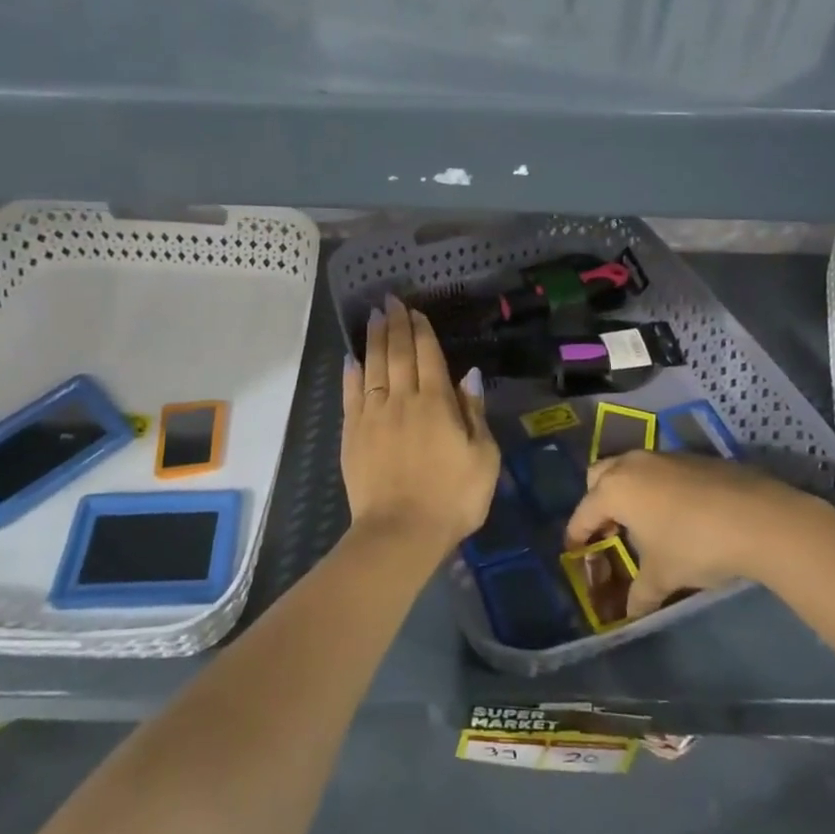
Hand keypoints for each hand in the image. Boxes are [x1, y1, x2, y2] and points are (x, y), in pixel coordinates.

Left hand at [341, 296, 499, 550]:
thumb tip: (469, 374)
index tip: (415, 311)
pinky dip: (351, 373)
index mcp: (437, 404)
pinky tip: (351, 358)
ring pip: (373, 366)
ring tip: (373, 317)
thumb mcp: (483, 458)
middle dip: (395, 324)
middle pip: (398, 353)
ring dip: (374, 339)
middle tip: (389, 300)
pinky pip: (351, 394)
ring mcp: (373, 415)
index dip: (422, 330)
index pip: (429, 356)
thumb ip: (475, 413)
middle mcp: (402, 400)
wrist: (400, 532)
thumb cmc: (452, 498)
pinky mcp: (352, 433)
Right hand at [565, 452, 799, 618]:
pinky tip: (678, 513)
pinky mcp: (693, 457)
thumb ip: (640, 594)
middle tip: (608, 529)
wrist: (758, 517)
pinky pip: (661, 470)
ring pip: (631, 468)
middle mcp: (632, 465)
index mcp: (615, 489)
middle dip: (597, 500)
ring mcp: (663, 456)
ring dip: (629, 491)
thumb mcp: (663, 576)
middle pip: (599, 476)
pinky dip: (658, 487)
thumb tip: (629, 615)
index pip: (584, 512)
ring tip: (643, 521)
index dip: (576, 534)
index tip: (574, 549)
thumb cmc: (695, 545)